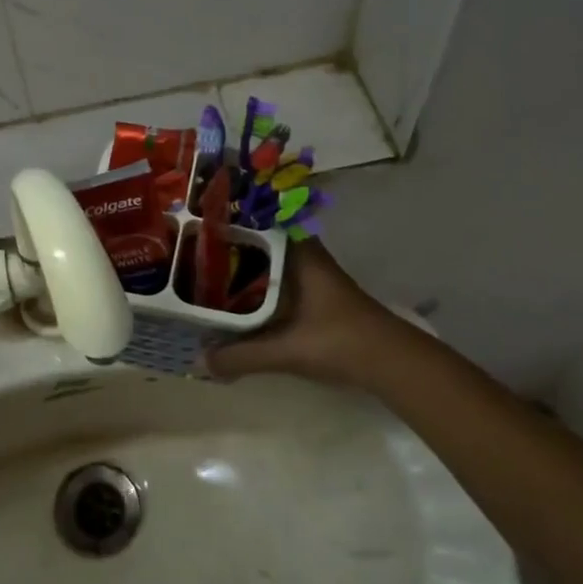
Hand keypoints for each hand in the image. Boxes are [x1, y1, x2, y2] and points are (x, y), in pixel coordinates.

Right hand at [204, 241, 414, 387]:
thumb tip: (200, 361)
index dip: (227, 221)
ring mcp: (313, 273)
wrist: (392, 362)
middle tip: (190, 254)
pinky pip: (277, 279)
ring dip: (242, 268)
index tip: (195, 226)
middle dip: (227, 248)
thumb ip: (241, 355)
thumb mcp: (285, 350)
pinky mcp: (317, 293)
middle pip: (258, 242)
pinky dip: (257, 286)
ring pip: (268, 261)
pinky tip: (237, 301)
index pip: (257, 221)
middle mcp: (304, 254)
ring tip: (205, 275)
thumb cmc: (338, 340)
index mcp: (297, 252)